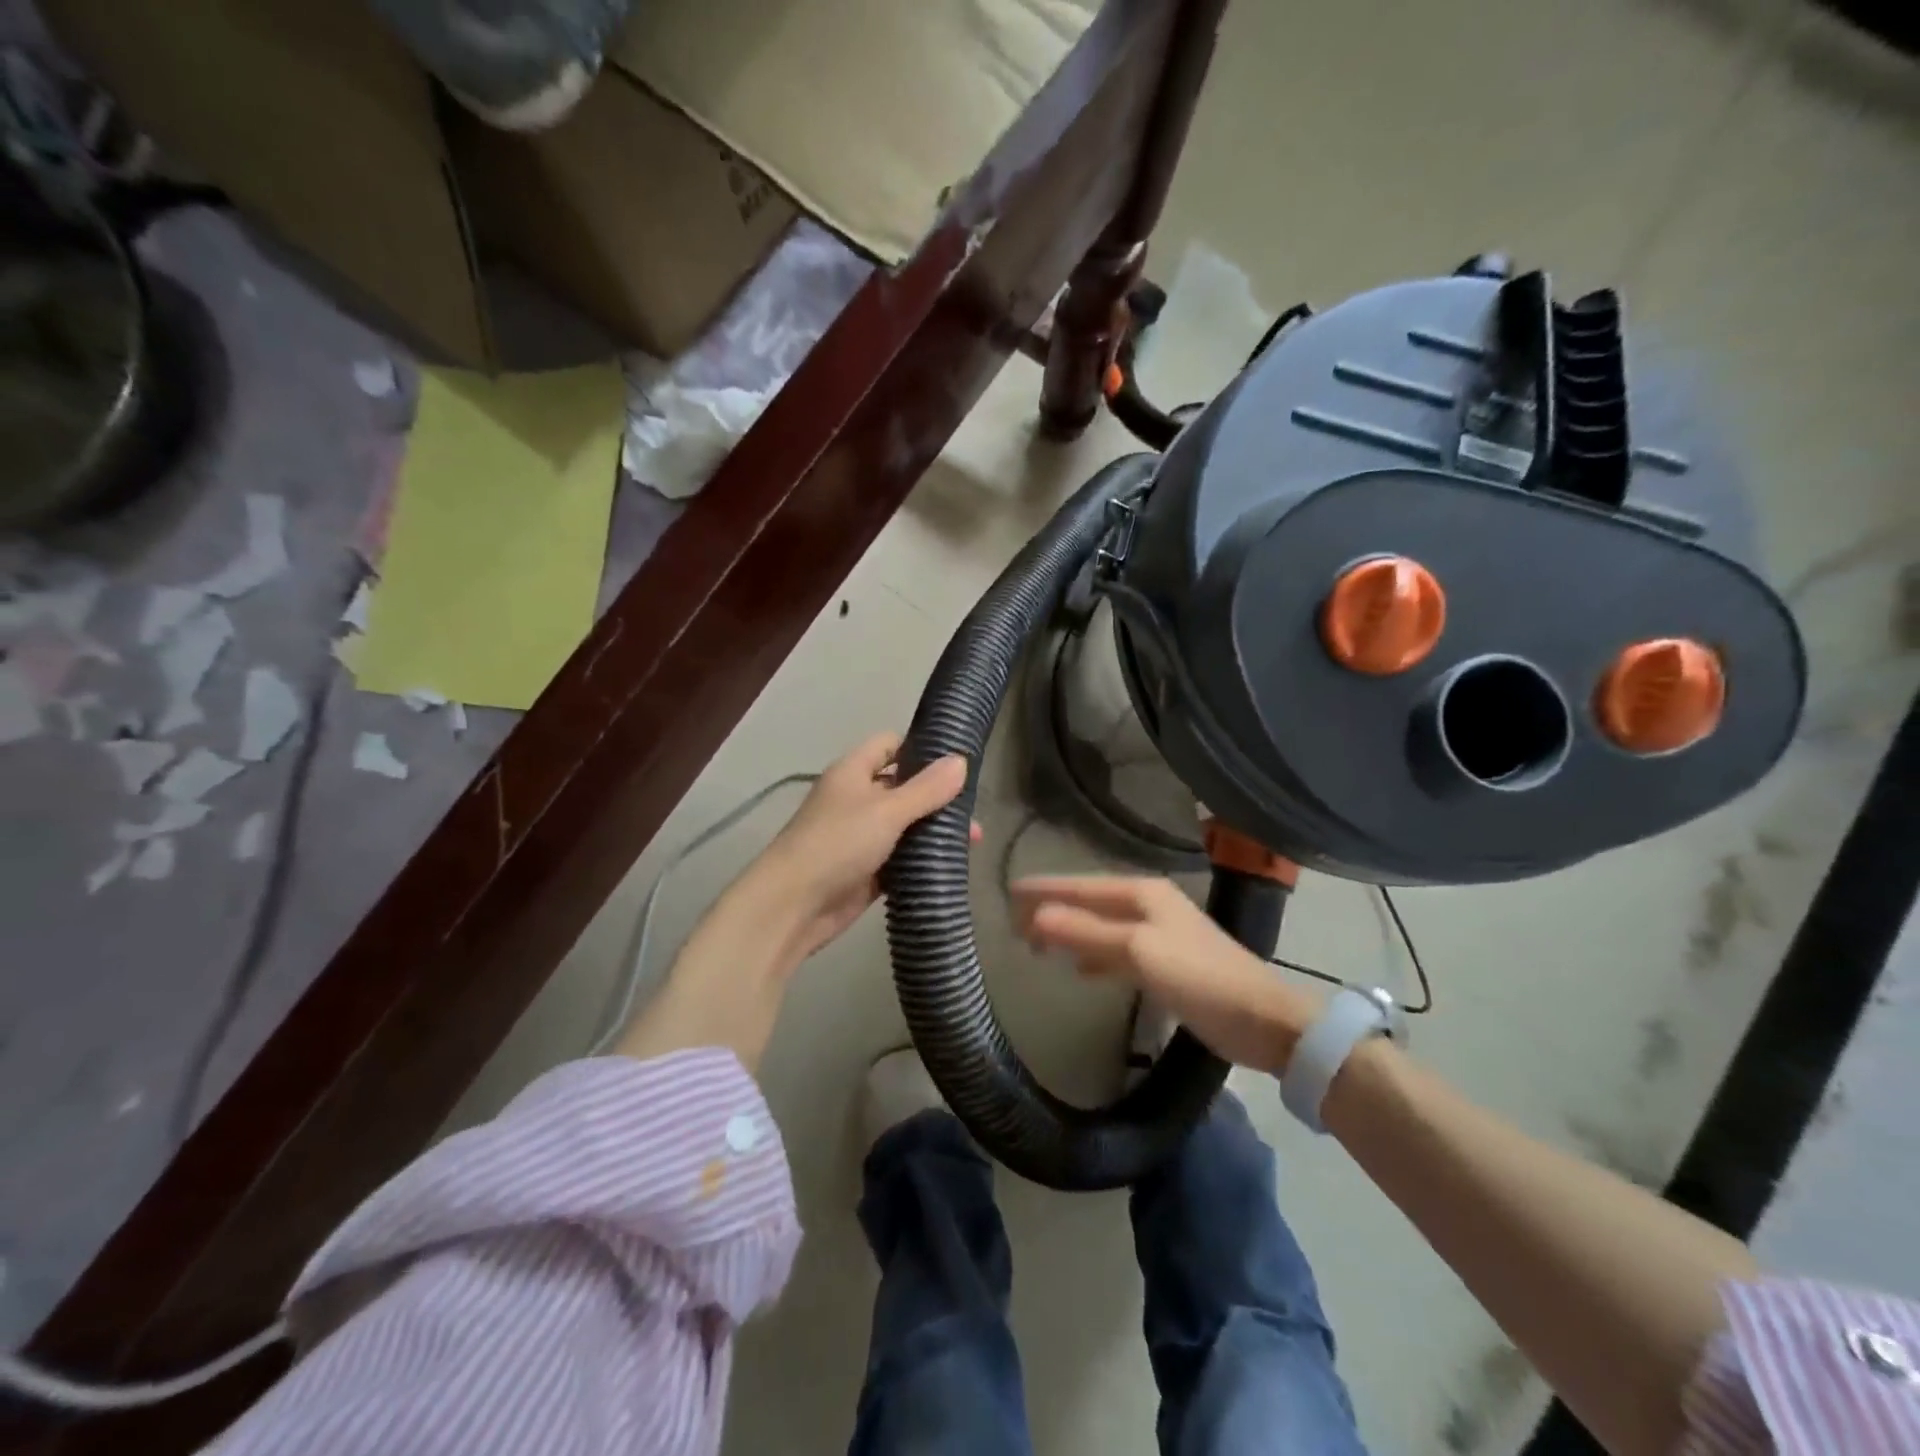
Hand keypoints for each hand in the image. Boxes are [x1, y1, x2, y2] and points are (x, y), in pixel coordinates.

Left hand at [744, 733, 971, 969]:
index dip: (920, 747)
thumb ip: (925, 788)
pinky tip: (952, 864)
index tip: (957, 759)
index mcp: (853, 772)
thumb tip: (961, 760)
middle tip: (974, 807)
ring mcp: (860, 836)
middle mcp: (856, 799)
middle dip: (936, 795)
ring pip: (905, 825)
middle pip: (902, 786)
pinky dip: (921, 860)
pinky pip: (900, 858)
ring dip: (933, 830)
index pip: (890, 744)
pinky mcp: (867, 871)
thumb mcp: (886, 810)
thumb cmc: (837, 843)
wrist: (793, 906)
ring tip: (974, 839)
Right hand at [1012, 875, 1322, 1073]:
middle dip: (1054, 910)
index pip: (1081, 885)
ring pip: (1101, 926)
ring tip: (1036, 943)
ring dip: (1070, 932)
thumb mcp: (1136, 951)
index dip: (1045, 888)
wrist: (1261, 1019)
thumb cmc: (1198, 977)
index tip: (1008, 891)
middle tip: (1014, 922)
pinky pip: (1116, 951)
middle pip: (1090, 902)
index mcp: (1142, 893)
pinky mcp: (1165, 963)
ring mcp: (1158, 934)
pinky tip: (1079, 969)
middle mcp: (1148, 905)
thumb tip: (1035, 916)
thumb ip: (1085, 932)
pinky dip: (1093, 955)